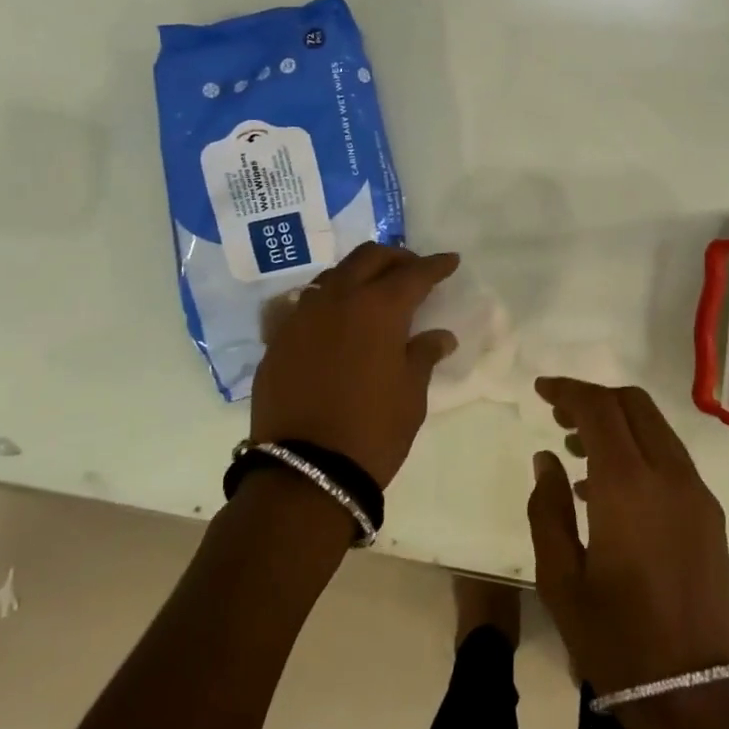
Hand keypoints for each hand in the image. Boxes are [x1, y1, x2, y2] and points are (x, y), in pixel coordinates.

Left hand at [251, 243, 458, 486]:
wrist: (306, 471)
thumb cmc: (373, 430)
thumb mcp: (411, 394)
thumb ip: (424, 355)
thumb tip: (440, 336)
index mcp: (378, 308)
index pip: (414, 274)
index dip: (436, 266)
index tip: (450, 261)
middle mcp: (337, 300)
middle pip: (368, 258)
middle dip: (395, 258)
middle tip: (412, 271)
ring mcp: (301, 317)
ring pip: (333, 276)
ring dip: (359, 275)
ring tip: (374, 291)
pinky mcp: (278, 339)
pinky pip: (307, 304)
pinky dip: (329, 302)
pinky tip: (338, 321)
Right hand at [526, 378, 728, 696]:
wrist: (696, 695)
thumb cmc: (616, 640)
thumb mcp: (560, 578)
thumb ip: (547, 509)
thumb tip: (547, 459)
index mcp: (628, 486)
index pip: (599, 408)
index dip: (568, 391)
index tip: (540, 390)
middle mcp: (670, 476)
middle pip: (634, 406)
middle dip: (595, 399)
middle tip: (558, 416)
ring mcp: (697, 495)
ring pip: (657, 429)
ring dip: (618, 424)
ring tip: (576, 450)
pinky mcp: (710, 516)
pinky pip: (671, 460)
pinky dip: (639, 451)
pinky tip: (607, 488)